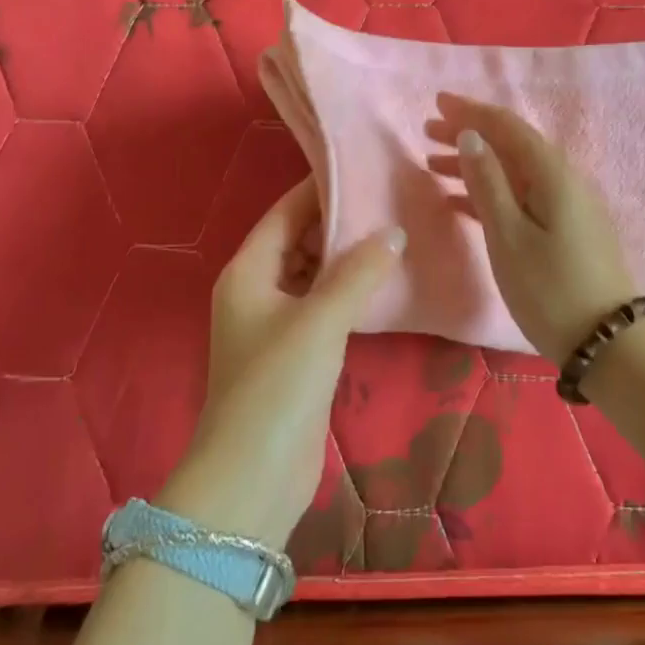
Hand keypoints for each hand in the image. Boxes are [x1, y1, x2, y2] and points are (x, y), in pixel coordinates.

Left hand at [158, 178, 401, 549]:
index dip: (320, 189)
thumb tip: (394, 232)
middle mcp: (256, 291)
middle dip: (339, 223)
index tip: (364, 169)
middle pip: (298, 241)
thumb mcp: (320, 320)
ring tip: (396, 234)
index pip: (284, 212)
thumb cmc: (278, 385)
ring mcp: (275, 325)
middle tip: (390, 200)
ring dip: (346, 259)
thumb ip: (358, 272)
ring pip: (312, 275)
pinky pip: (323, 307)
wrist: (253, 476)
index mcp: (248, 272)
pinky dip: (348, 293)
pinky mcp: (295, 355)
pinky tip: (384, 285)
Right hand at [426, 93, 636, 362]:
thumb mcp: (508, 235)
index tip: (437, 102)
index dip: (471, 112)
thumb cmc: (549, 288)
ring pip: (514, 173)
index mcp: (552, 174)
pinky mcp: (565, 230)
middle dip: (469, 135)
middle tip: (427, 130)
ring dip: (475, 165)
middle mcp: (563, 180)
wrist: (605, 341)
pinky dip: (490, 194)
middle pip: (511, 146)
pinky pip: (522, 198)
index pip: (507, 127)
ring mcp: (566, 206)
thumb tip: (470, 136)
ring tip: (433, 164)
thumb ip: (487, 183)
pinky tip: (459, 202)